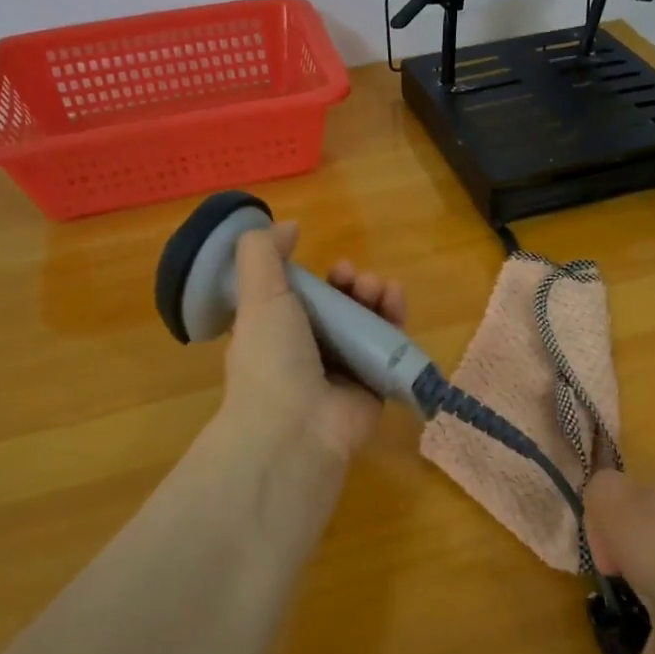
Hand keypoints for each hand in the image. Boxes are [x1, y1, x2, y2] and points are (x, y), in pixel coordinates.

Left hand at [221, 223, 407, 462]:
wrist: (295, 427)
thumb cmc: (271, 357)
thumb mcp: (258, 294)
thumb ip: (264, 253)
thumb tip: (288, 226)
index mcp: (277, 333)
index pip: (303, 298)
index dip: (318, 277)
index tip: (328, 264)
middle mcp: (309, 352)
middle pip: (340, 307)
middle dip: (351, 285)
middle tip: (354, 278)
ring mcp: (344, 371)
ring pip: (367, 324)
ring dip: (375, 297)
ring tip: (378, 288)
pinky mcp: (375, 387)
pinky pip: (390, 348)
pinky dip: (396, 321)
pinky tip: (396, 301)